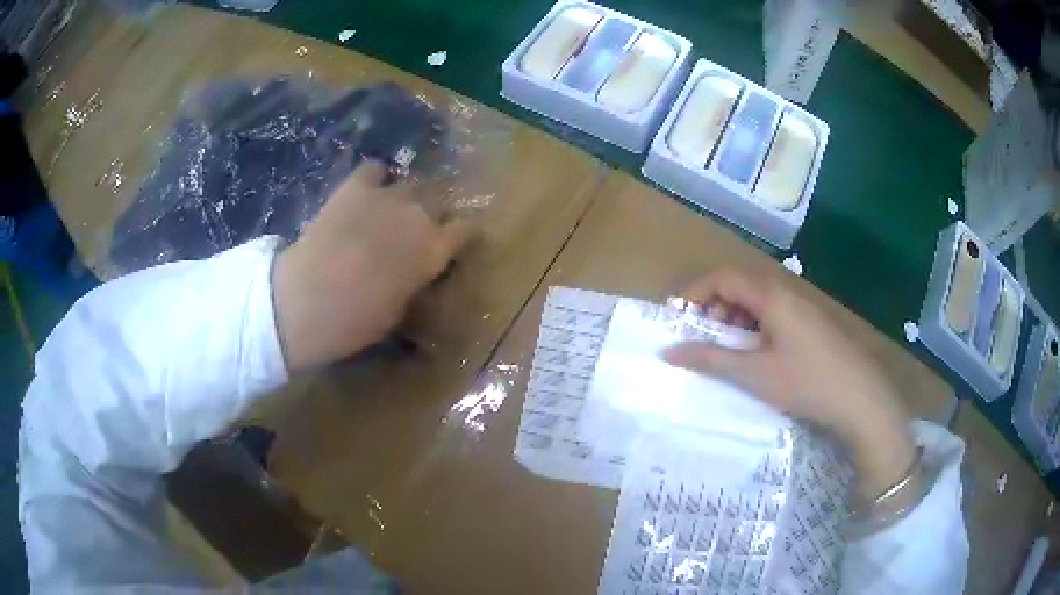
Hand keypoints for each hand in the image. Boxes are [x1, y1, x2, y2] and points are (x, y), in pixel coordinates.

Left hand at [271, 162, 474, 371]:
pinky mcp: (355, 186)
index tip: (458, 241)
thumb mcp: (398, 312)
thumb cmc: (356, 321)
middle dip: (436, 213)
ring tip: (390, 211)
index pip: (468, 229)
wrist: (306, 300)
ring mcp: (387, 196)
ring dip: (405, 198)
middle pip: (441, 200)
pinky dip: (375, 179)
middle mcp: (419, 215)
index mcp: (435, 251)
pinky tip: (367, 191)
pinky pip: (374, 169)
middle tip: (419, 230)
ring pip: (410, 185)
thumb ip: (414, 282)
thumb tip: (414, 273)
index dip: (465, 234)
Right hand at [662, 269, 915, 499]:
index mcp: (771, 295)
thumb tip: (668, 350)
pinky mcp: (811, 323)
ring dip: (734, 318)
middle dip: (714, 307)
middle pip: (739, 285)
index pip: (722, 277)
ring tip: (728, 351)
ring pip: (757, 300)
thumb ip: (711, 359)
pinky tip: (757, 355)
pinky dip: (755, 327)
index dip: (695, 292)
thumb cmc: (806, 383)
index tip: (678, 319)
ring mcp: (802, 306)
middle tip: (703, 339)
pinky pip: (774, 313)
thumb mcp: (754, 374)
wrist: (861, 399)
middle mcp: (786, 291)